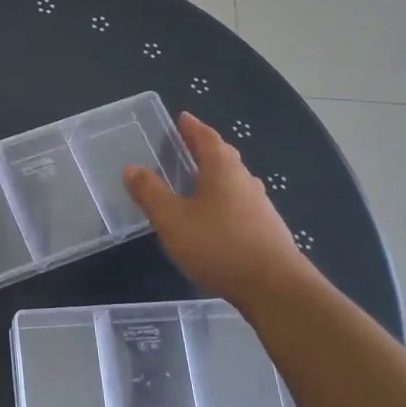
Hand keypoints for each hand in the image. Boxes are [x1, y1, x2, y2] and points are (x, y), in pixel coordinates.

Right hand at [124, 111, 315, 308]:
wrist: (274, 288)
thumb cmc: (218, 245)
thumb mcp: (172, 219)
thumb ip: (150, 192)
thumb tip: (131, 168)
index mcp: (223, 168)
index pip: (206, 137)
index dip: (192, 127)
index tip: (181, 118)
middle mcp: (245, 180)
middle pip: (223, 157)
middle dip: (204, 150)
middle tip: (184, 147)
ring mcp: (260, 206)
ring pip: (233, 182)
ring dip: (214, 177)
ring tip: (194, 183)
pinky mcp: (266, 230)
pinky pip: (239, 205)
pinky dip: (223, 202)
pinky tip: (213, 219)